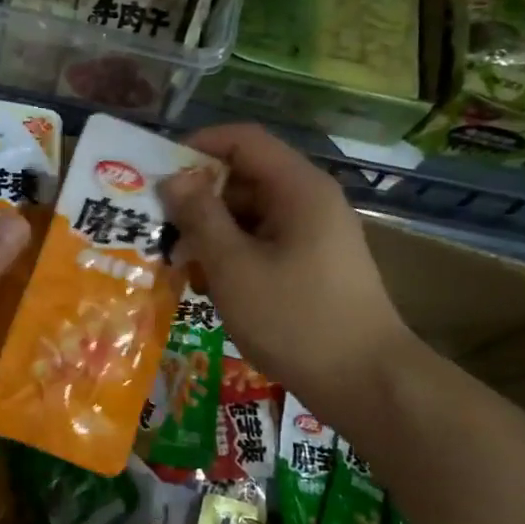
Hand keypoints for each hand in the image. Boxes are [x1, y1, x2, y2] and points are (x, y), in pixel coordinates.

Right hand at [158, 124, 415, 416]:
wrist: (367, 383)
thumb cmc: (295, 319)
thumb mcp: (234, 266)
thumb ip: (200, 217)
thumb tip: (173, 179)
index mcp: (298, 188)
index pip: (242, 140)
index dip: (198, 147)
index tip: (157, 175)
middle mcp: (309, 201)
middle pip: (245, 178)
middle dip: (198, 200)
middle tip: (159, 231)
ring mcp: (314, 235)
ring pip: (251, 216)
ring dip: (212, 234)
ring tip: (179, 266)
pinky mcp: (312, 265)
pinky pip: (264, 244)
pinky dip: (234, 256)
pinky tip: (209, 288)